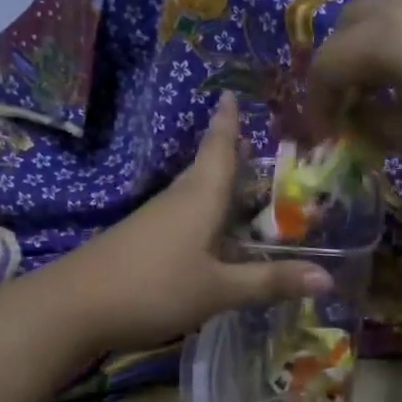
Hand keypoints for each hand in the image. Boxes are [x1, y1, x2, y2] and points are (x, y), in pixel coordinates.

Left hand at [48, 94, 331, 351]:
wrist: (73, 307)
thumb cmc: (154, 287)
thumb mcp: (219, 289)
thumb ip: (270, 282)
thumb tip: (328, 279)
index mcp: (200, 197)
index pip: (219, 148)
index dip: (228, 123)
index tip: (231, 94)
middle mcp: (177, 200)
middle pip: (207, 169)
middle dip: (230, 157)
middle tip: (258, 149)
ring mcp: (154, 221)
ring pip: (194, 195)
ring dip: (218, 189)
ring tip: (244, 190)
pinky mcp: (140, 242)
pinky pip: (182, 218)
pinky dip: (204, 217)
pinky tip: (212, 237)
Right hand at [309, 0, 401, 190]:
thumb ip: (378, 124)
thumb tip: (357, 116)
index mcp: (392, 34)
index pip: (329, 61)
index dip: (317, 100)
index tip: (325, 133)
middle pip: (351, 20)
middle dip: (340, 63)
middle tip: (351, 105)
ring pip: (387, 3)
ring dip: (372, 41)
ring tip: (387, 85)